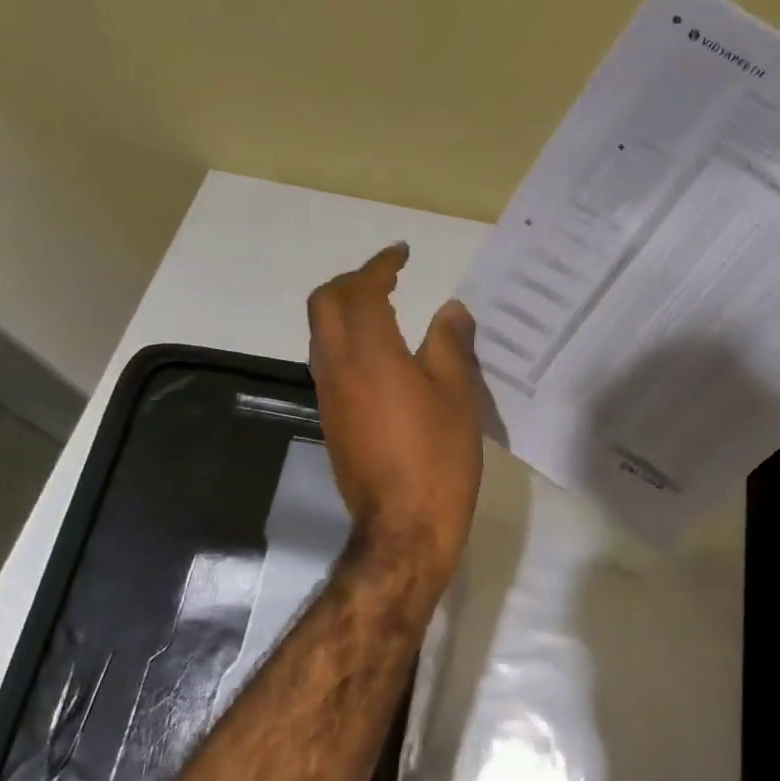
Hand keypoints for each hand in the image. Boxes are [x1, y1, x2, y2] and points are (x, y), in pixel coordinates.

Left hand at [307, 244, 483, 584]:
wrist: (404, 526)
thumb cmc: (439, 456)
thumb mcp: (458, 395)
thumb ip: (450, 344)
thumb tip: (451, 310)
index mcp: (370, 353)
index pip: (362, 291)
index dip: (380, 265)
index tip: (403, 254)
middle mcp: (338, 367)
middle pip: (325, 304)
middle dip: (352, 282)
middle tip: (388, 279)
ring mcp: (329, 396)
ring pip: (321, 334)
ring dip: (346, 312)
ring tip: (386, 310)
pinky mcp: (332, 420)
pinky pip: (330, 363)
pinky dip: (348, 342)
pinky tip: (383, 357)